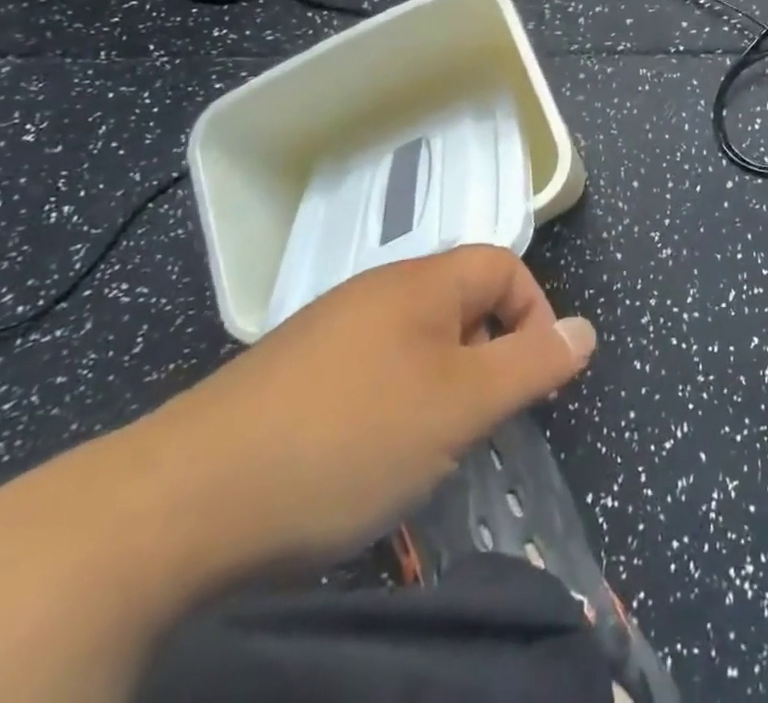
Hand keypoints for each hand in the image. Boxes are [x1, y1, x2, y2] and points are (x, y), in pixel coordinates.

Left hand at [123, 245, 595, 571]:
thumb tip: (586, 330)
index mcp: (419, 283)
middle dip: (488, 360)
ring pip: (417, 344)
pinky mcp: (294, 375)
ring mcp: (330, 332)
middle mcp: (376, 292)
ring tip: (429, 451)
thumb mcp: (458, 407)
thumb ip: (530, 365)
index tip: (530, 384)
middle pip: (462, 303)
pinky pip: (371, 373)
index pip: (504, 266)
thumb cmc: (346, 440)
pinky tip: (369, 462)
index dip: (534, 315)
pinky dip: (393, 409)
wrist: (181, 502)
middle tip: (479, 426)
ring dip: (442, 390)